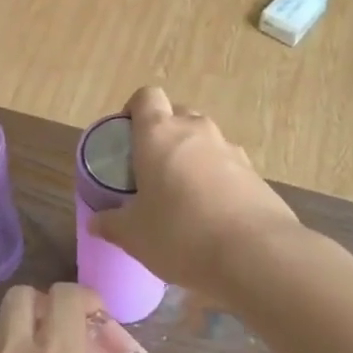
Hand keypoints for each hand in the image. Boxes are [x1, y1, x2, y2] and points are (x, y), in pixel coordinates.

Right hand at [88, 87, 299, 293]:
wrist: (257, 255)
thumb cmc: (181, 234)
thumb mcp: (134, 236)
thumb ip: (112, 224)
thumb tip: (95, 222)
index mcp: (159, 134)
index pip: (146, 97)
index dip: (134, 109)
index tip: (126, 134)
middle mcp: (196, 131)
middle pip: (177, 114)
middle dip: (163, 133)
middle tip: (151, 167)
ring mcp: (231, 150)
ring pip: (204, 140)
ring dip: (191, 156)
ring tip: (182, 193)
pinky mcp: (256, 174)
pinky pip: (227, 165)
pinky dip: (216, 178)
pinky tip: (212, 213)